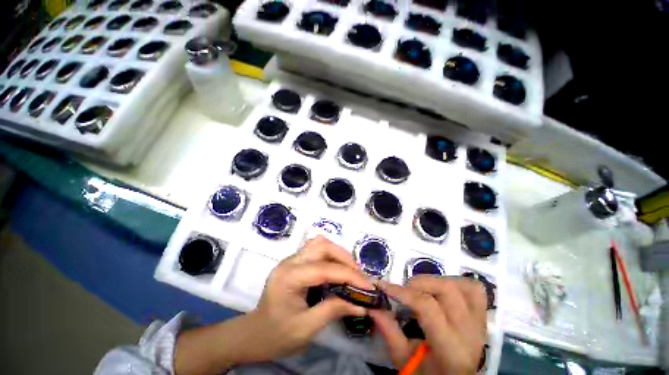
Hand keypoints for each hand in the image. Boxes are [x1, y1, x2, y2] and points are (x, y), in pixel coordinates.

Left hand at [243, 235, 372, 360]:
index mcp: (289, 277)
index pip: (324, 269)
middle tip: (359, 276)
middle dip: (345, 258)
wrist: (255, 333)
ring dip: (338, 254)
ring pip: (320, 244)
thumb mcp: (306, 328)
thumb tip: (361, 304)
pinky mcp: (295, 261)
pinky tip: (337, 268)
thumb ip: (333, 310)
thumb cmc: (277, 335)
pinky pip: (317, 249)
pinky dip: (331, 256)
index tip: (368, 285)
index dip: (349, 275)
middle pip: (322, 246)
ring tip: (351, 271)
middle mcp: (290, 261)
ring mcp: (292, 258)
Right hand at [369, 276, 487, 374]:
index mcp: (450, 348)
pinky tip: (442, 290)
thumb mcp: (403, 360)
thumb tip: (373, 305)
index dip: (402, 292)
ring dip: (438, 281)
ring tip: (422, 289)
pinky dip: (457, 283)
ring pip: (463, 286)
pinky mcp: (482, 317)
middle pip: (447, 290)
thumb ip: (388, 331)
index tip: (384, 286)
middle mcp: (469, 332)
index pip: (427, 306)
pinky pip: (475, 290)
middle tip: (404, 290)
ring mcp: (479, 323)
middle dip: (419, 282)